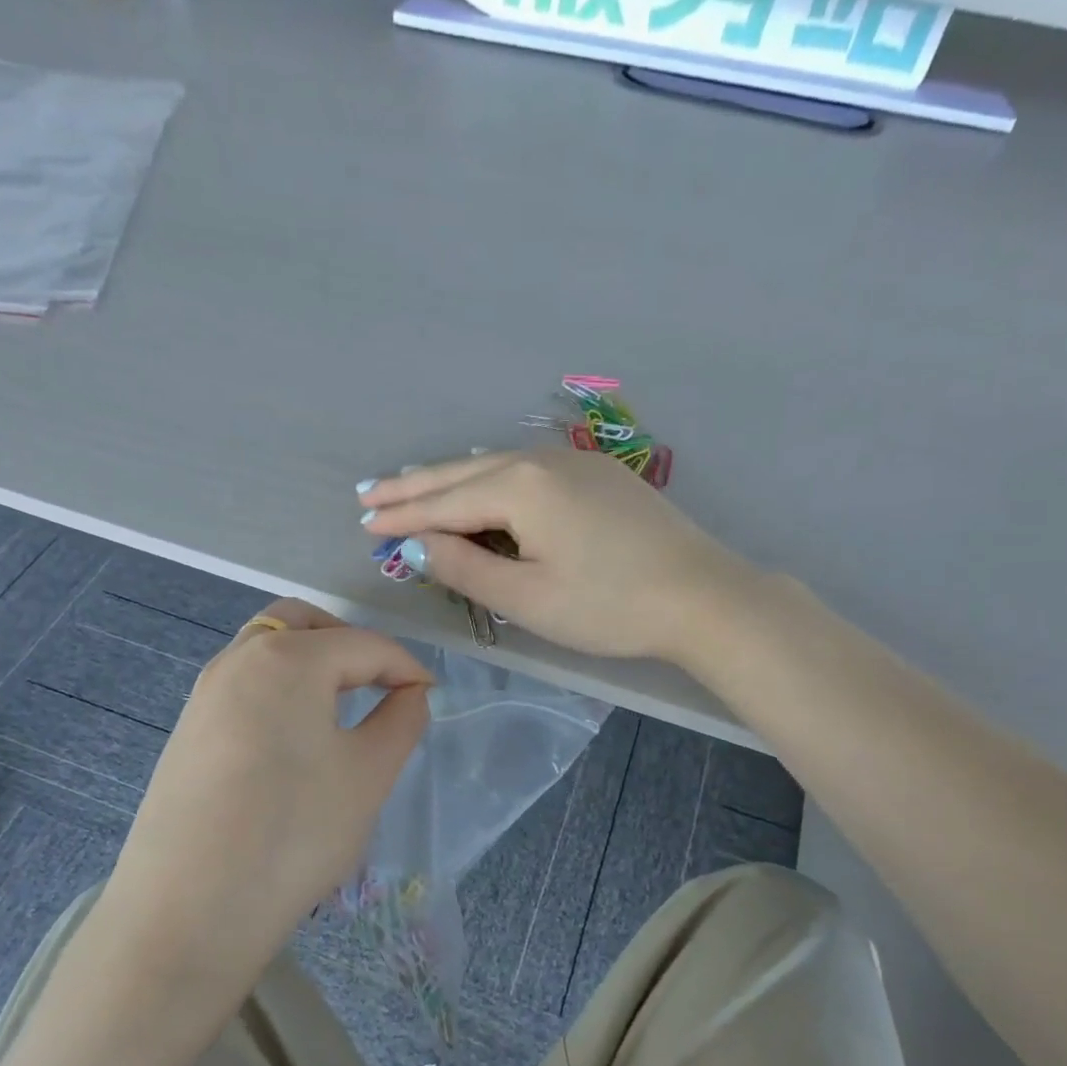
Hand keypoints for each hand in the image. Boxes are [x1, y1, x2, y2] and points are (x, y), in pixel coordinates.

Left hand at [105, 599, 430, 1000]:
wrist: (190, 910)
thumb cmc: (295, 832)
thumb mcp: (369, 774)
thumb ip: (401, 720)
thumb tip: (410, 693)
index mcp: (288, 658)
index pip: (364, 644)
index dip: (406, 667)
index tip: (430, 698)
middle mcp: (238, 659)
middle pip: (303, 625)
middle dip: (350, 645)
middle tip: (380, 686)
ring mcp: (204, 694)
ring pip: (268, 651)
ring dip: (311, 665)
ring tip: (341, 712)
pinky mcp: (187, 731)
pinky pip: (244, 686)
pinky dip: (279, 691)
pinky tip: (294, 742)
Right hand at [359, 447, 755, 663]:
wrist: (703, 596)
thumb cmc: (608, 606)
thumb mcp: (526, 598)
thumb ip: (466, 568)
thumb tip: (419, 545)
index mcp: (520, 487)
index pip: (444, 502)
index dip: (402, 516)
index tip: (363, 523)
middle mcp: (542, 460)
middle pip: (464, 472)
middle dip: (414, 486)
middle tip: (370, 493)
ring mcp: (574, 461)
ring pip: (495, 466)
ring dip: (450, 479)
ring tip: (410, 485)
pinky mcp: (598, 474)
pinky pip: (526, 471)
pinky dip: (490, 481)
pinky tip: (480, 487)